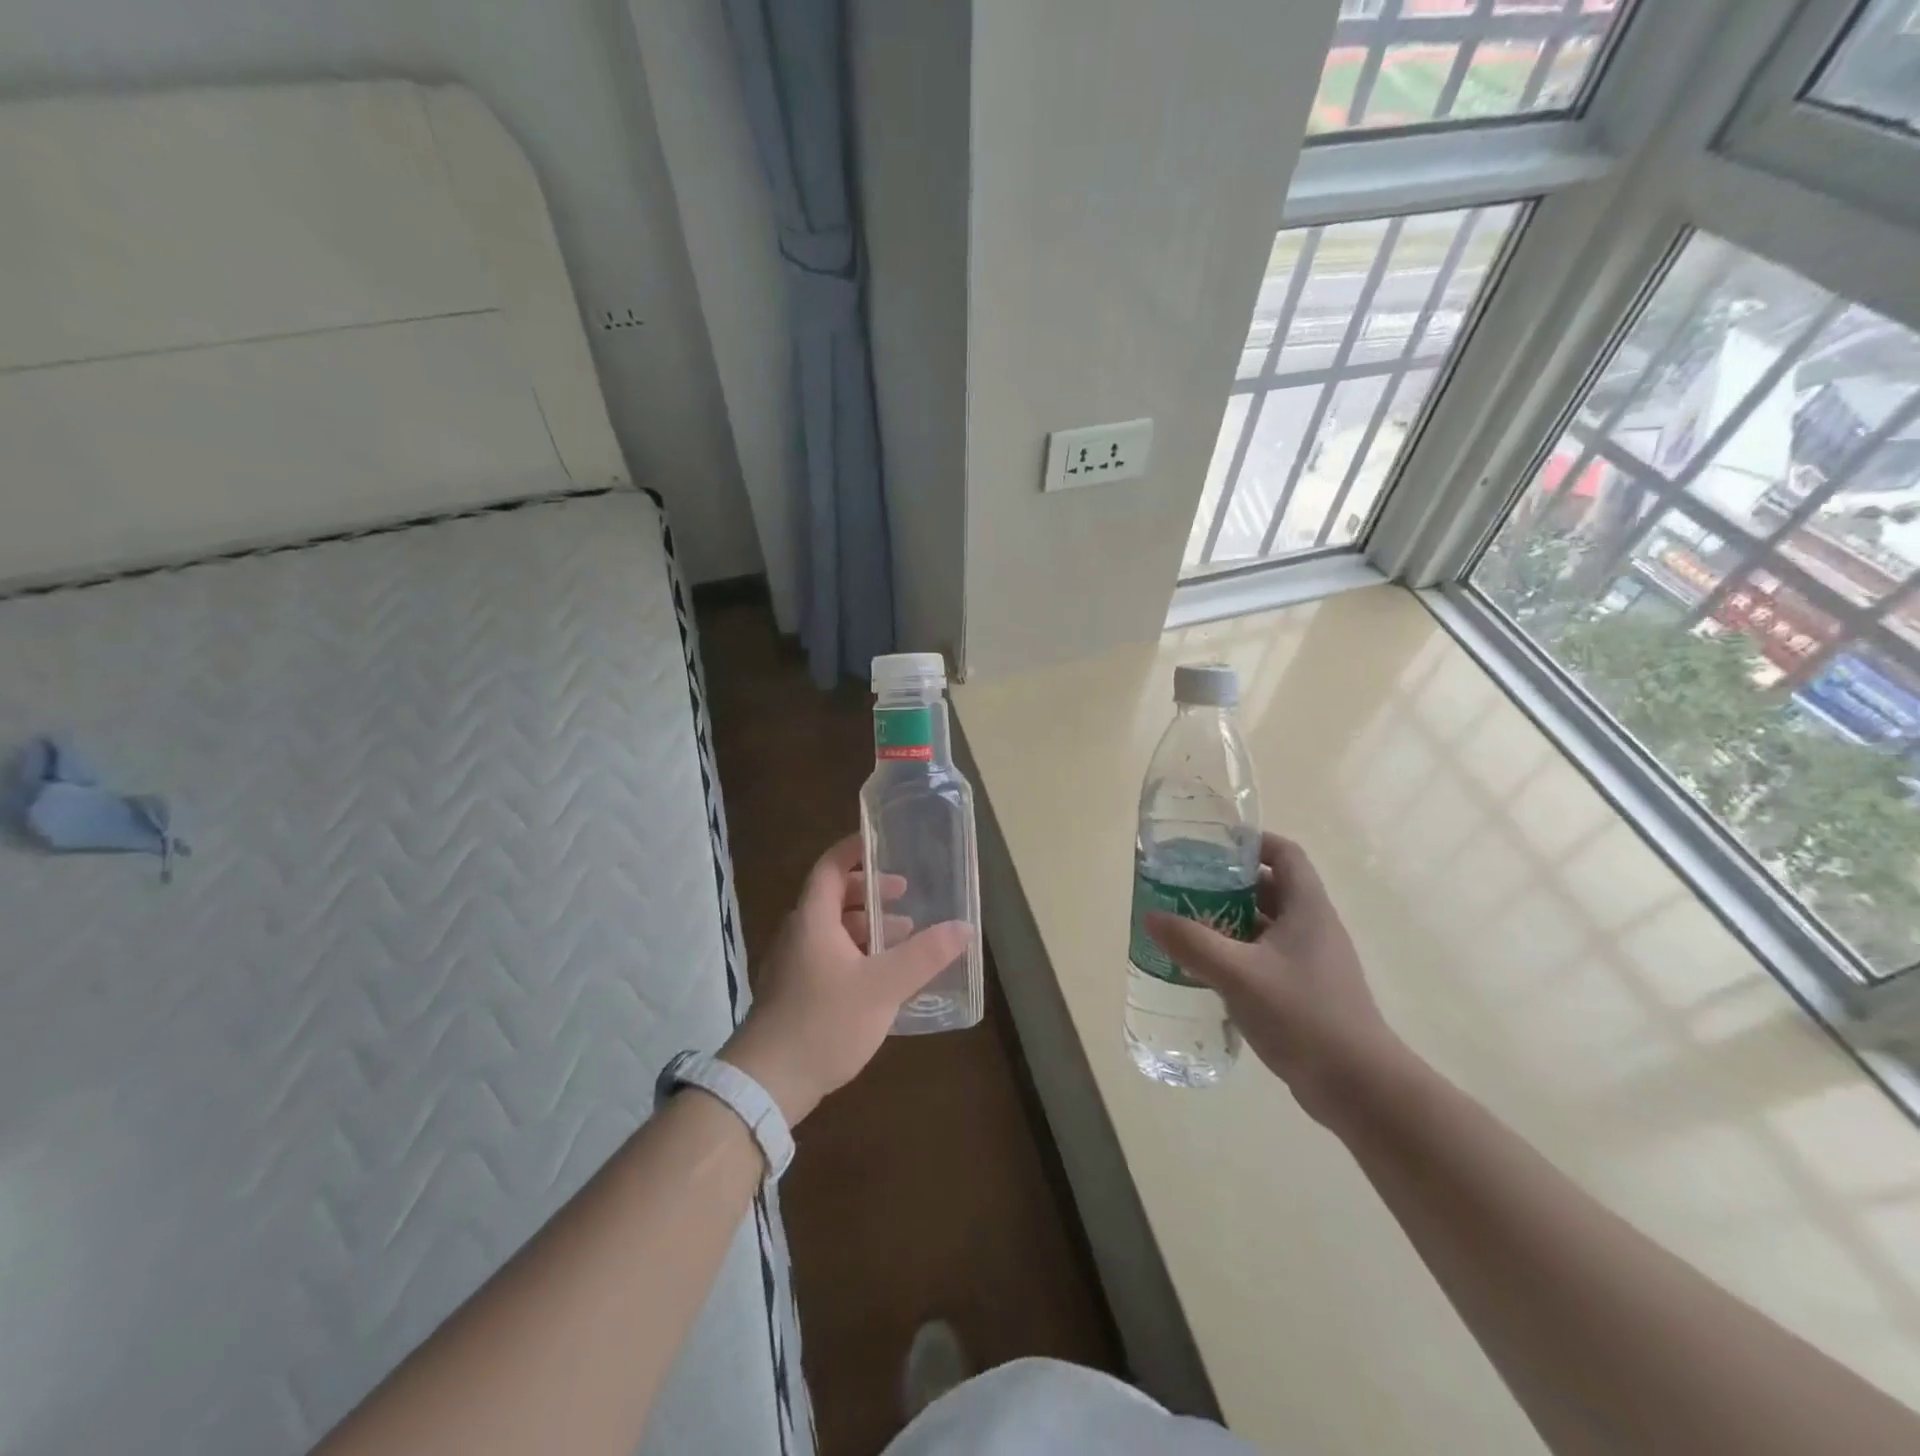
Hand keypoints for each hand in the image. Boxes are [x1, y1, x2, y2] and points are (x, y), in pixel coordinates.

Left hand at [722, 834, 972, 1125]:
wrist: (766, 1084)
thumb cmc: (824, 1023)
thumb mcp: (883, 987)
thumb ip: (924, 956)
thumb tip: (963, 927)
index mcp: (813, 919)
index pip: (830, 867)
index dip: (855, 850)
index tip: (883, 844)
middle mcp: (798, 934)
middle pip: (833, 897)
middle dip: (870, 892)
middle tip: (904, 896)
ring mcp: (792, 965)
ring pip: (832, 930)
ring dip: (866, 926)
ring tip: (902, 937)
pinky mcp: (794, 993)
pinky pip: (828, 956)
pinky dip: (856, 953)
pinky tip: (881, 977)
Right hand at [1145, 833, 1403, 1127]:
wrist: (1359, 1087)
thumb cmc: (1304, 1016)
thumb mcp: (1239, 974)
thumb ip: (1193, 943)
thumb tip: (1152, 917)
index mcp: (1307, 909)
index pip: (1285, 854)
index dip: (1252, 842)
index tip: (1212, 845)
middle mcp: (1313, 928)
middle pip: (1270, 888)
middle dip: (1228, 884)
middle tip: (1185, 886)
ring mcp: (1311, 963)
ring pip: (1266, 926)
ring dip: (1229, 921)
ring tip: (1187, 925)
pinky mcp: (1305, 992)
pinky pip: (1265, 958)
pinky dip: (1237, 954)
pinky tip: (1207, 970)